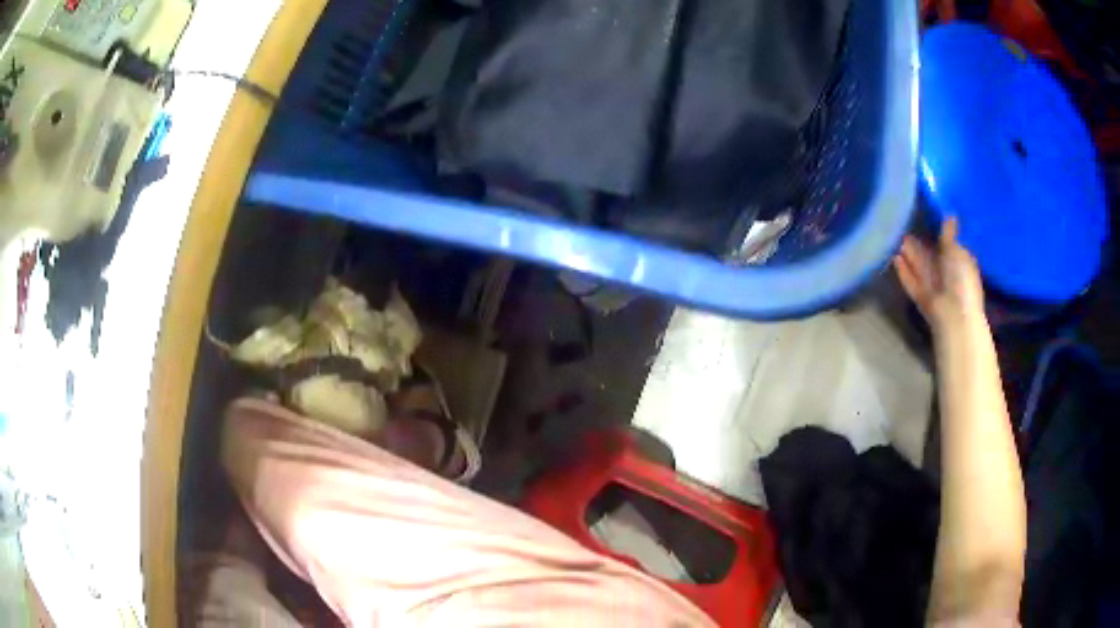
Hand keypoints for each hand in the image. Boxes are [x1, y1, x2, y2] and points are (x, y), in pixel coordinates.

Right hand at [894, 218, 985, 333]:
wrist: (953, 316)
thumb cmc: (960, 279)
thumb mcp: (956, 250)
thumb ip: (949, 234)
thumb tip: (949, 215)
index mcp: (960, 263)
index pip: (948, 246)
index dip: (937, 234)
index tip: (925, 218)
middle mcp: (947, 275)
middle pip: (931, 257)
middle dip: (919, 244)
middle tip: (904, 226)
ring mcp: (934, 287)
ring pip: (920, 268)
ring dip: (909, 255)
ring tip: (895, 238)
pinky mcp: (921, 298)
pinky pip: (911, 282)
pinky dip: (903, 272)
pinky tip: (894, 258)